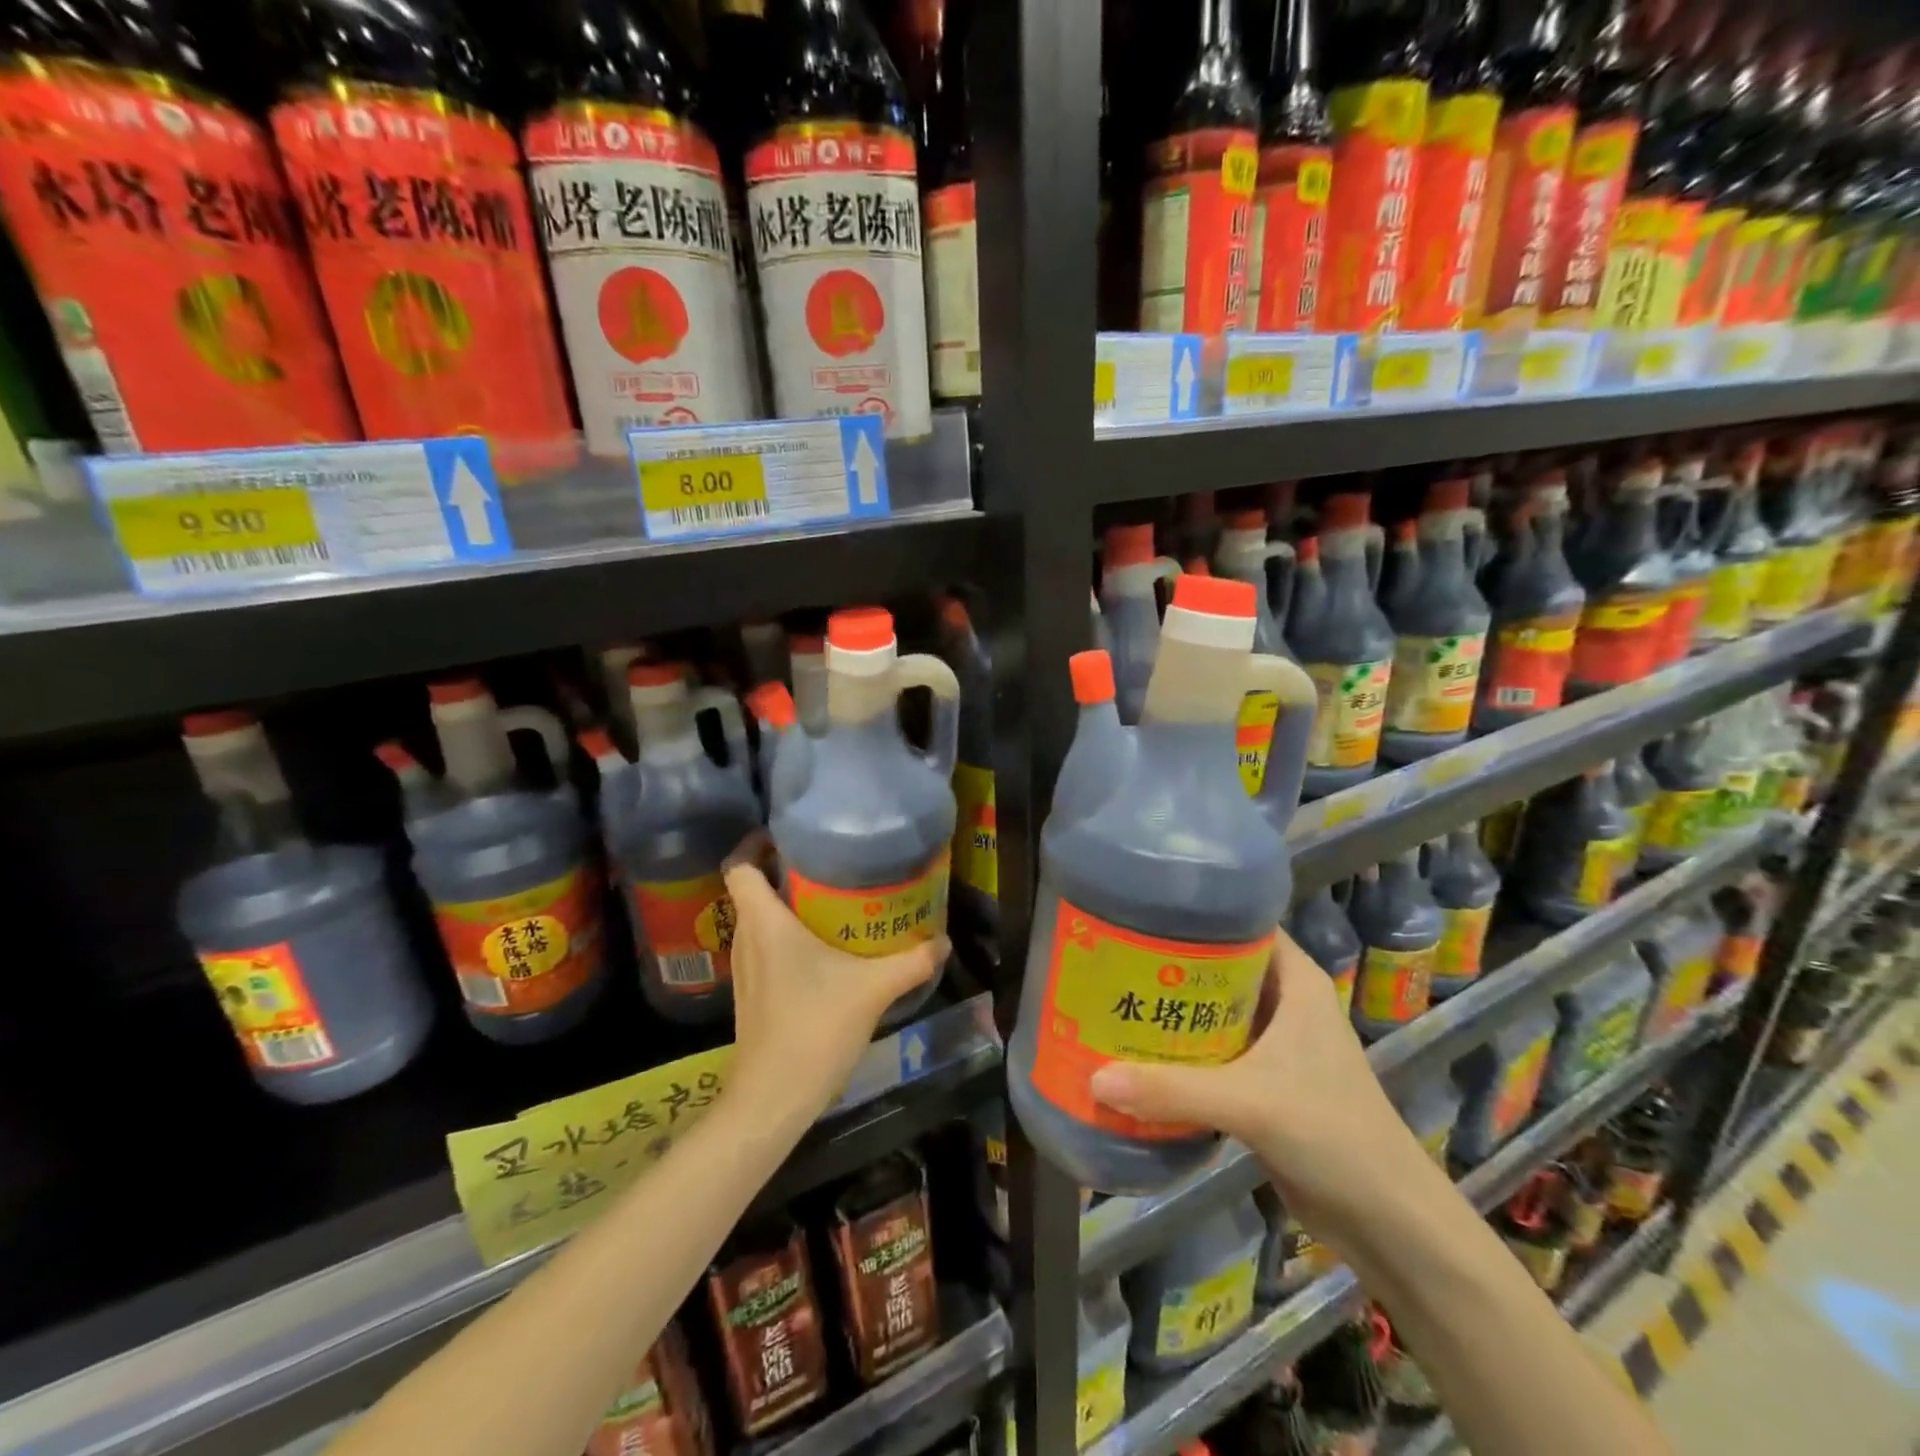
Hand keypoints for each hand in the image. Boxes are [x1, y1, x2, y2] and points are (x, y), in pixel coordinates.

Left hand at [721, 833, 946, 1128]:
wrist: (772, 1099)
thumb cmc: (814, 1029)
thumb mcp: (872, 989)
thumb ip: (912, 961)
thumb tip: (943, 941)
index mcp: (765, 922)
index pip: (740, 865)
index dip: (757, 842)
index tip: (791, 835)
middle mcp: (747, 937)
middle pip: (754, 888)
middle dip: (787, 869)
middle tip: (831, 862)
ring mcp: (746, 968)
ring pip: (760, 918)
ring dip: (789, 904)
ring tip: (834, 898)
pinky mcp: (753, 992)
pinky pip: (766, 946)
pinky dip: (788, 935)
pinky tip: (826, 949)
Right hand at [1088, 929, 1430, 1230]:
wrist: (1388, 1222)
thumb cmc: (1333, 1134)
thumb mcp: (1250, 1103)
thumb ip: (1172, 1090)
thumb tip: (1094, 1080)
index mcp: (1296, 982)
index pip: (1243, 924)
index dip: (1197, 913)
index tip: (1142, 910)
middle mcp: (1285, 1003)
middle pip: (1221, 966)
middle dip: (1171, 962)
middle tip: (1114, 955)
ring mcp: (1275, 1045)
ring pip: (1215, 1010)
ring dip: (1173, 1009)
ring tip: (1116, 996)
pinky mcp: (1264, 1083)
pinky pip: (1214, 1051)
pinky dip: (1182, 1049)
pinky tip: (1140, 1051)